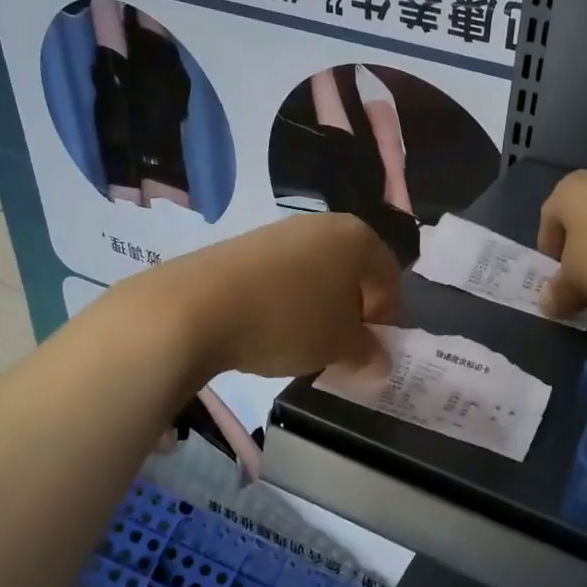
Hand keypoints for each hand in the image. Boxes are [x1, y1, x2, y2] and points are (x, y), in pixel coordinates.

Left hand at [152, 213, 401, 379]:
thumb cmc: (288, 320)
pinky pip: (282, 277)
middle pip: (352, 273)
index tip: (369, 351)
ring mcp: (280, 232)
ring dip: (318, 309)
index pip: (389, 279)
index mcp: (357, 237)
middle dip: (351, 313)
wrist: (197, 306)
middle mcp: (322, 225)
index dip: (386, 319)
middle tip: (338, 349)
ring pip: (316, 275)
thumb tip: (380, 361)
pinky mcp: (245, 246)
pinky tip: (267, 329)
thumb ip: (367, 352)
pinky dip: (285, 303)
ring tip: (299, 343)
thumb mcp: (338, 345)